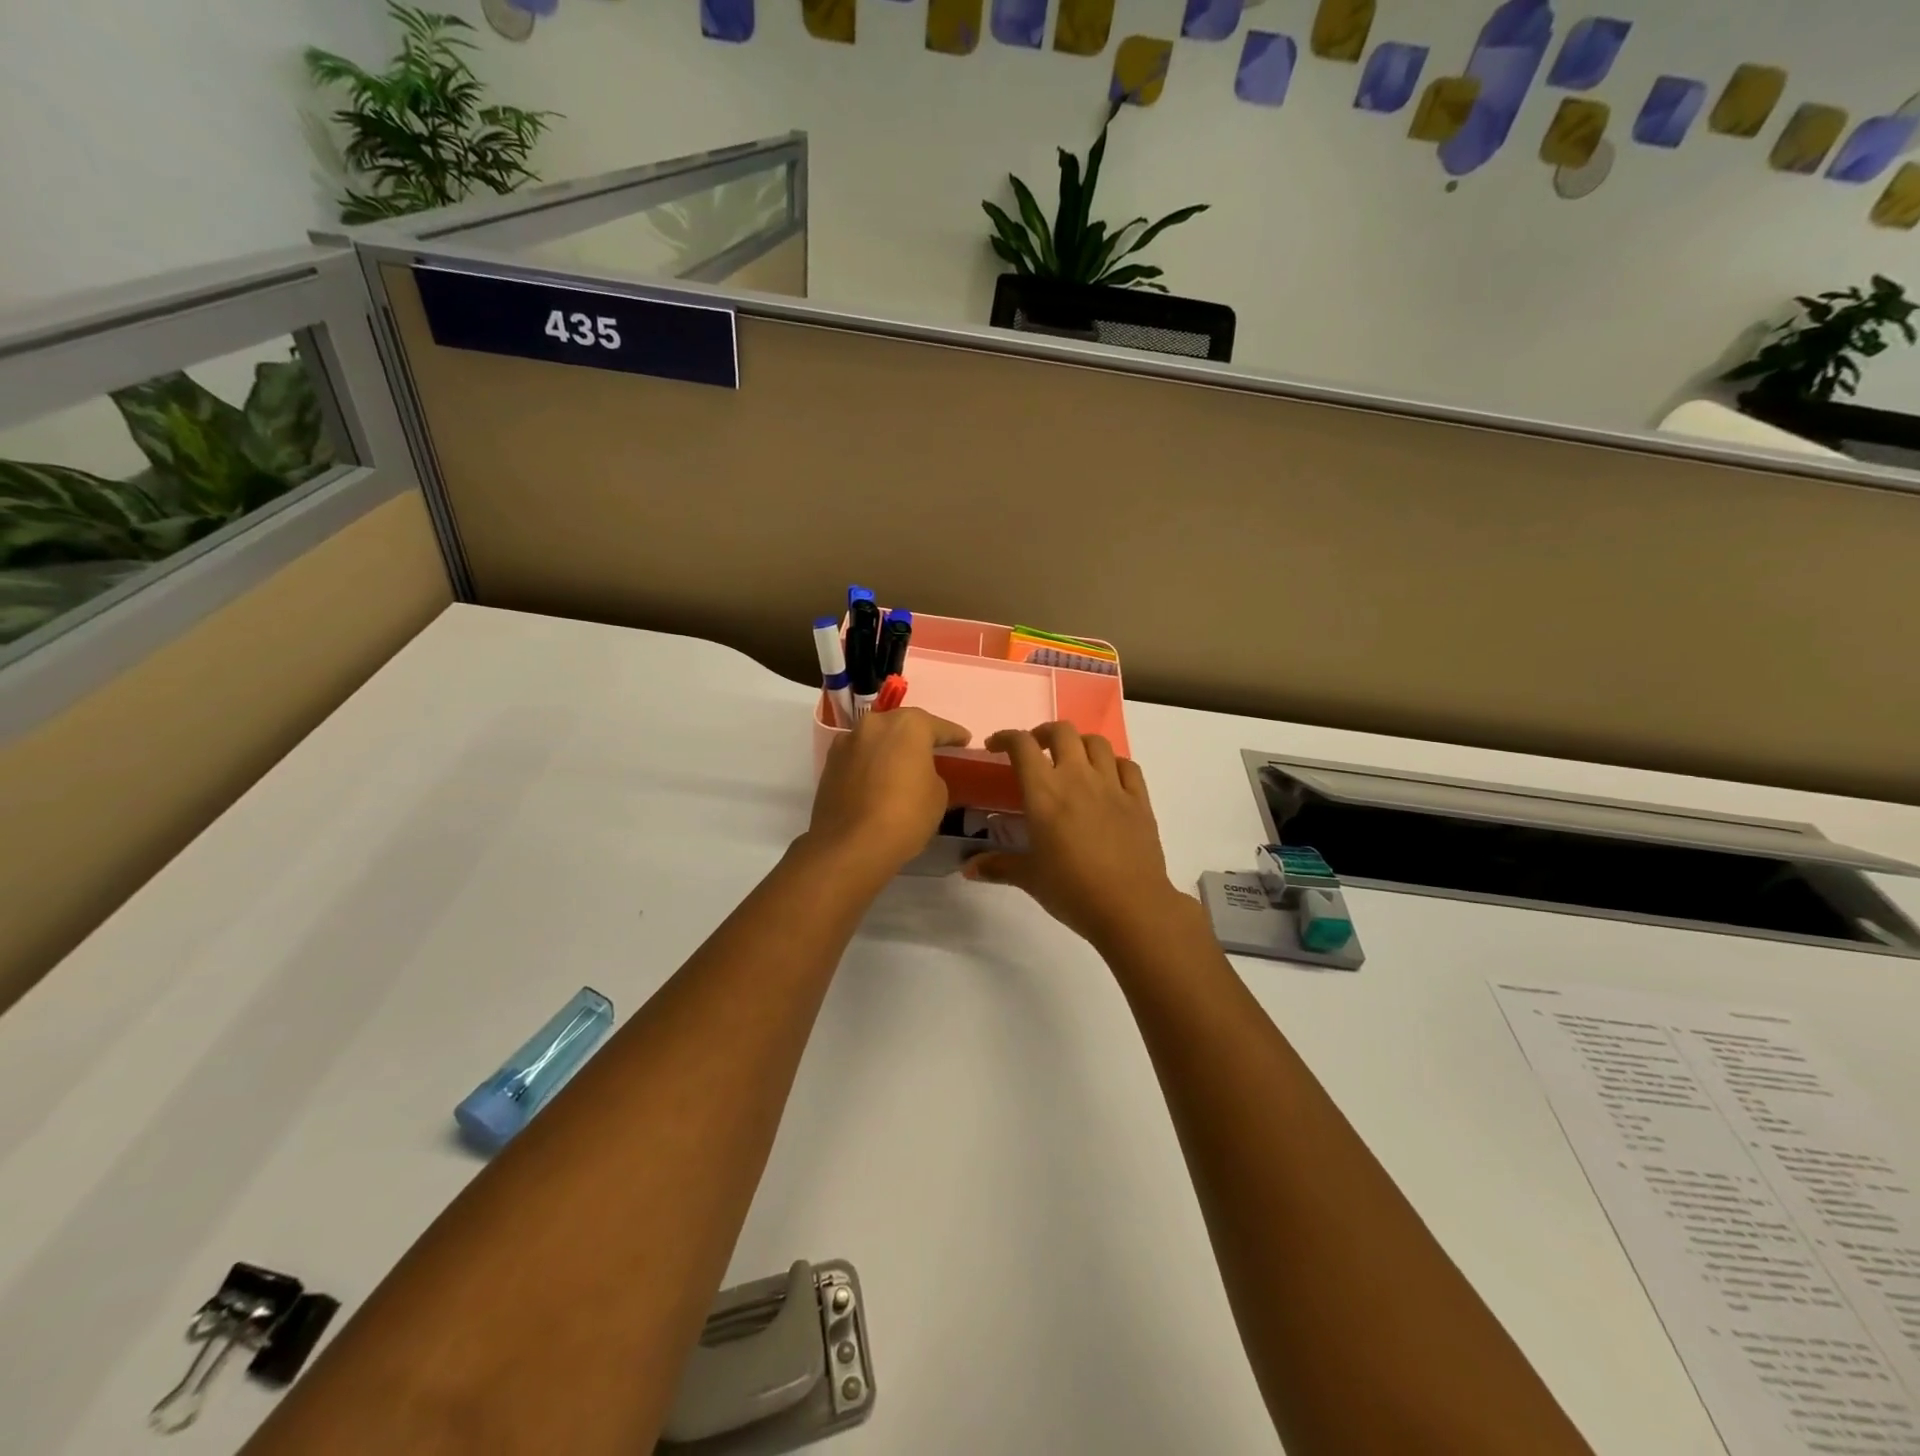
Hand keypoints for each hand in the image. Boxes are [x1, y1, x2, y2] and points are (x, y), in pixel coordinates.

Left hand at [805, 708, 970, 884]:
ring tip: (902, 764)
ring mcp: (848, 742)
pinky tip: (879, 778)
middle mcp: (875, 724)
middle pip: (902, 725)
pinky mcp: (830, 763)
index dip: (954, 735)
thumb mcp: (938, 795)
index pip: (938, 726)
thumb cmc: (906, 815)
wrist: (851, 846)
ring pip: (877, 739)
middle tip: (932, 749)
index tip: (964, 740)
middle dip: (917, 736)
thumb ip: (932, 774)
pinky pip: (860, 756)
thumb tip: (918, 774)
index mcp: (908, 725)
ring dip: (890, 748)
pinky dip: (871, 763)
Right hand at [963, 723, 1183, 949]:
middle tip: (1036, 750)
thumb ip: (998, 866)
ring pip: (1096, 742)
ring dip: (1079, 743)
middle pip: (1061, 731)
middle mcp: (1078, 778)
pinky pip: (1127, 765)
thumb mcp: (1030, 878)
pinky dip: (1113, 764)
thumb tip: (968, 868)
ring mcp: (1113, 785)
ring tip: (1072, 760)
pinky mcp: (1139, 799)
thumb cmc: (1072, 890)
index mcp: (1045, 793)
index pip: (1022, 746)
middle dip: (1044, 733)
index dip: (1006, 737)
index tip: (996, 746)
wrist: (1131, 907)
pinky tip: (1107, 778)